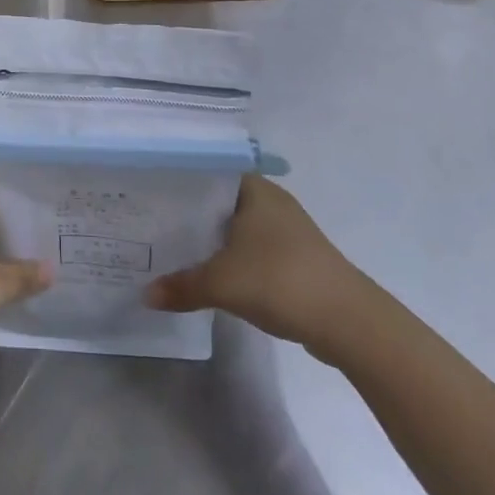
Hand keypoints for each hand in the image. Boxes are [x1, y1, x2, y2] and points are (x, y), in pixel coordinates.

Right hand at [145, 174, 383, 364]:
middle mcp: (272, 202)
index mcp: (256, 189)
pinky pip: (253, 250)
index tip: (151, 194)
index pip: (208, 172)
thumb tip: (146, 295)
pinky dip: (233, 259)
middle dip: (191, 214)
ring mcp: (288, 231)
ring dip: (213, 239)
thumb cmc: (280, 280)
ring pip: (238, 227)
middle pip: (221, 201)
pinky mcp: (297, 260)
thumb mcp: (222, 283)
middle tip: (154, 223)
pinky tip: (213, 274)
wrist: (348, 322)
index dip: (179, 182)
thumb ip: (181, 285)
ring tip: (175, 248)